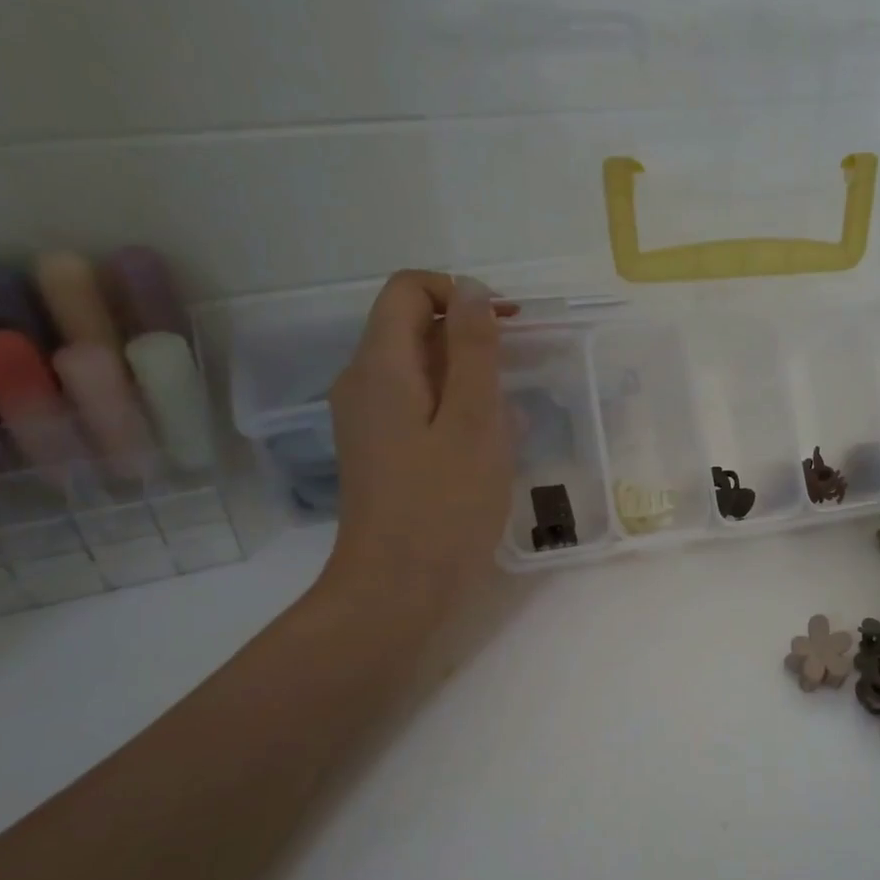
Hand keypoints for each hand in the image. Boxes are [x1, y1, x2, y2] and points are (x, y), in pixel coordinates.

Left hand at [315, 271, 513, 604]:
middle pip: (412, 327)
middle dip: (470, 339)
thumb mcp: (474, 421)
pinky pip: (418, 407)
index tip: (507, 328)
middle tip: (517, 379)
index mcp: (380, 366)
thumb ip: (474, 350)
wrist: (397, 590)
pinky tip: (485, 449)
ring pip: (420, 371)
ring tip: (508, 421)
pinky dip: (455, 410)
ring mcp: (367, 420)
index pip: (408, 289)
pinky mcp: (380, 451)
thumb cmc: (444, 506)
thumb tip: (472, 291)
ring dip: (468, 380)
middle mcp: (362, 383)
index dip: (459, 294)